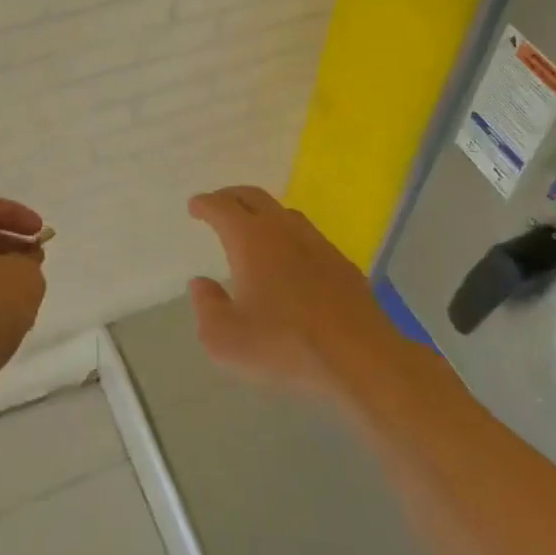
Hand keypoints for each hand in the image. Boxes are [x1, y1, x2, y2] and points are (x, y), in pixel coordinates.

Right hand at [186, 185, 390, 401]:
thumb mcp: (226, 339)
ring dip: (262, 213)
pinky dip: (289, 236)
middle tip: (218, 204)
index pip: (222, 207)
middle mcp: (283, 230)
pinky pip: (307, 237)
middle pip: (254, 197)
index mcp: (251, 239)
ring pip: (284, 213)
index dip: (205, 204)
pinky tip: (290, 258)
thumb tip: (201, 284)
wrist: (360, 358)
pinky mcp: (342, 264)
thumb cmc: (284, 345)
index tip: (195, 206)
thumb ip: (207, 307)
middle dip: (231, 196)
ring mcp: (317, 244)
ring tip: (252, 228)